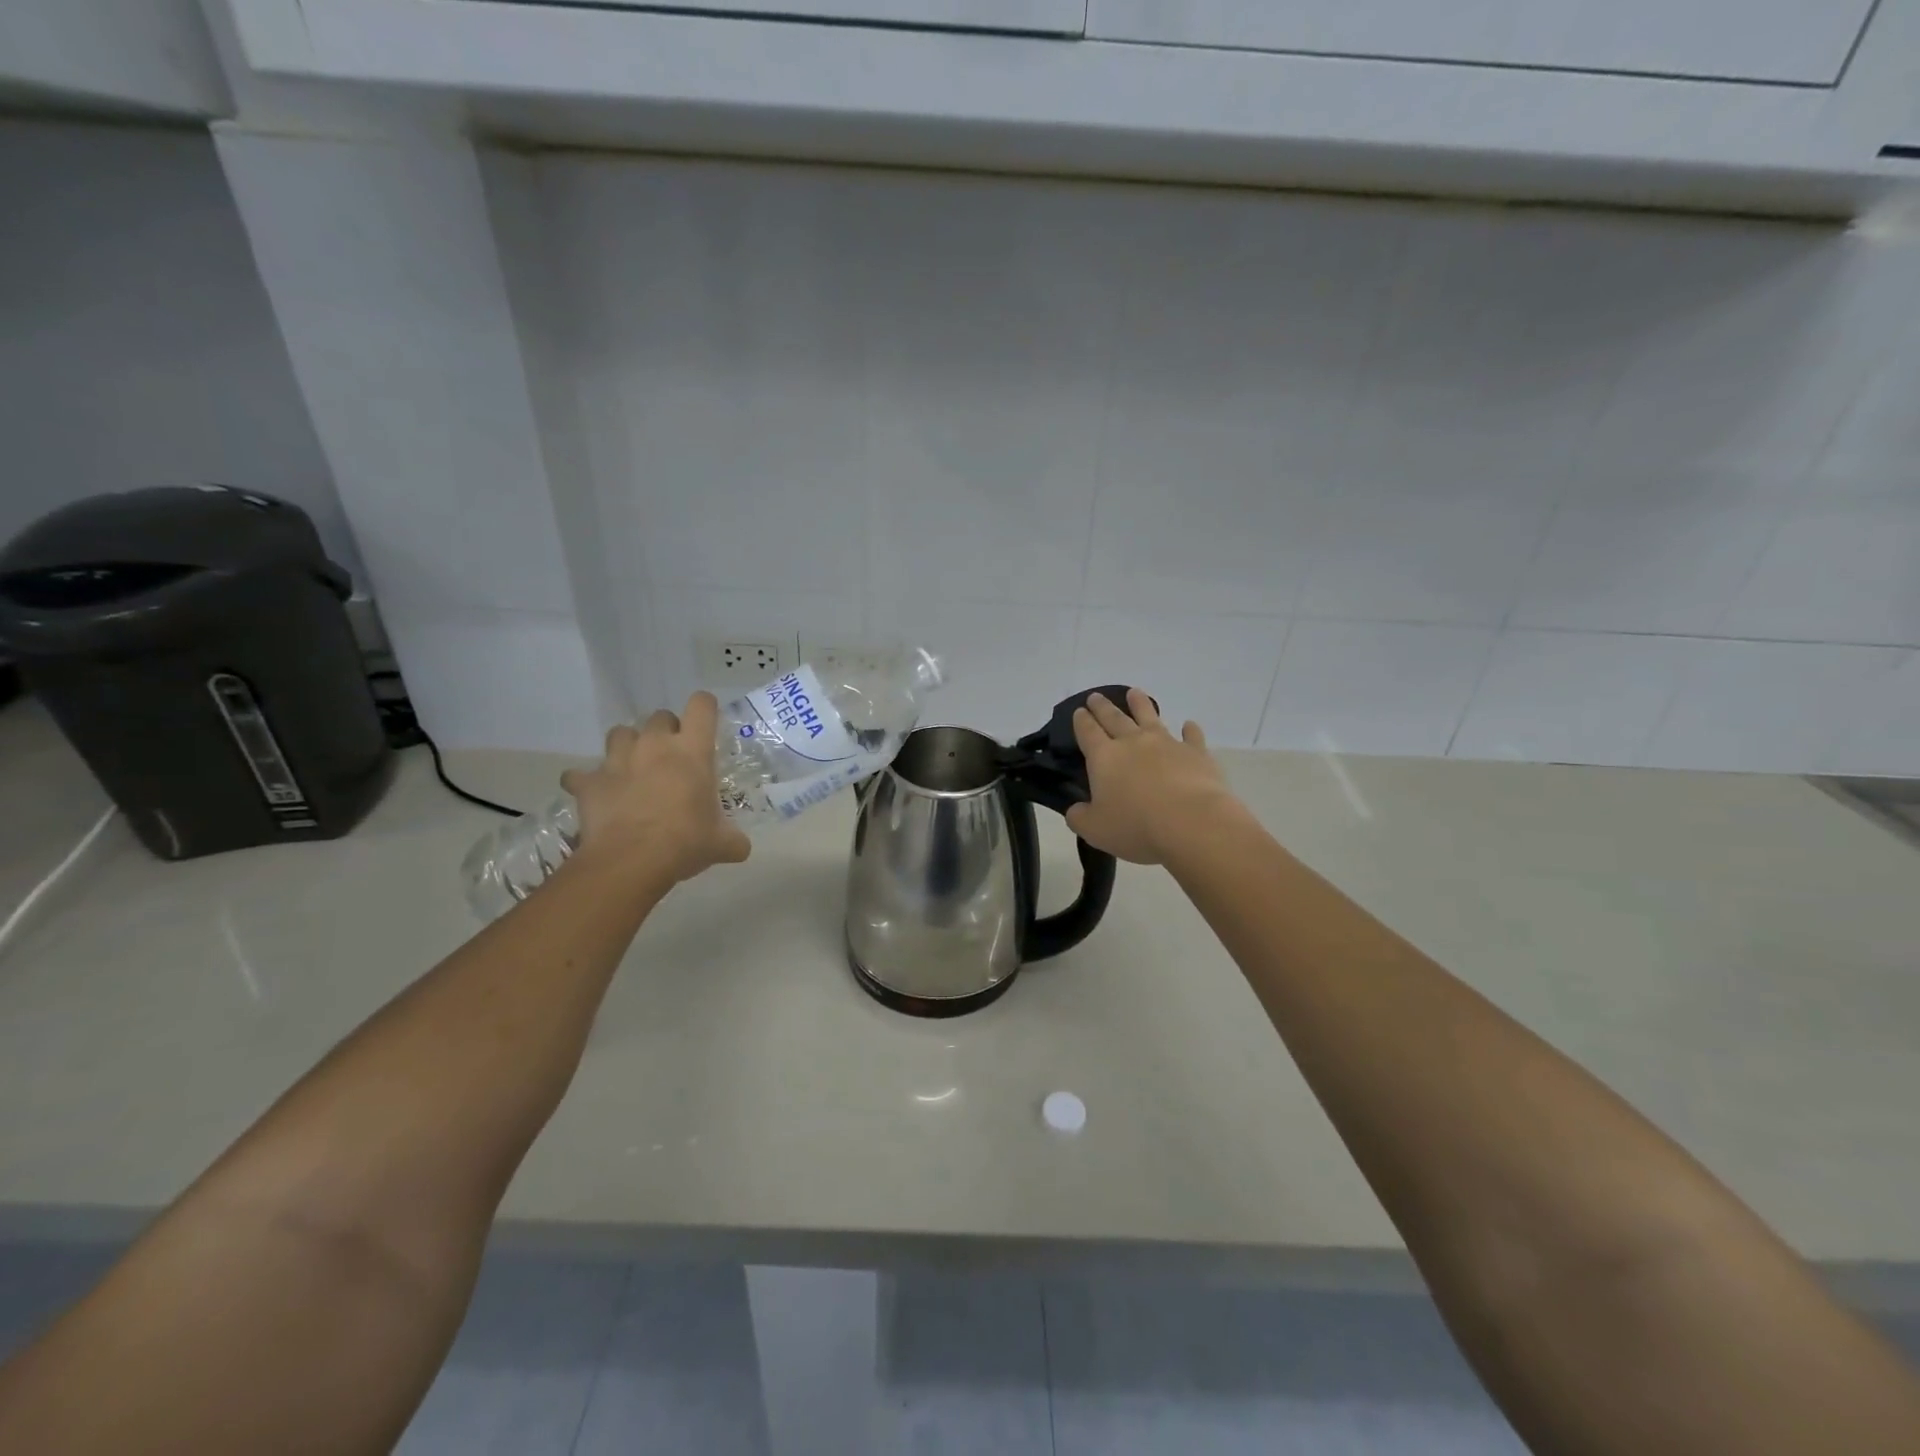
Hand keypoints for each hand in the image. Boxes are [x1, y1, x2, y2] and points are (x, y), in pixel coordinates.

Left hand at [560, 692, 751, 887]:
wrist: (631, 861)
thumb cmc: (685, 843)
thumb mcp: (722, 843)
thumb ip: (733, 839)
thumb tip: (740, 847)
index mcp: (692, 752)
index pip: (702, 706)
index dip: (705, 708)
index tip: (706, 723)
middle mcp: (654, 745)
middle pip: (660, 716)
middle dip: (666, 731)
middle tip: (671, 757)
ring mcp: (618, 760)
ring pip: (619, 733)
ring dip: (627, 746)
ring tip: (632, 768)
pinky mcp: (589, 782)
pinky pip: (580, 774)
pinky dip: (586, 781)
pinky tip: (595, 794)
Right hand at [1064, 689, 1241, 865]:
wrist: (1191, 822)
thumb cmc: (1136, 826)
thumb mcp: (1095, 830)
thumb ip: (1079, 817)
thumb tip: (1076, 809)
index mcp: (1104, 758)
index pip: (1088, 732)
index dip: (1081, 721)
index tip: (1079, 711)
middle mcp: (1133, 743)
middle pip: (1114, 718)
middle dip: (1103, 707)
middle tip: (1096, 696)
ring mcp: (1167, 744)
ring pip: (1150, 716)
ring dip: (1140, 704)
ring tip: (1135, 692)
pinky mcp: (1196, 753)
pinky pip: (1191, 736)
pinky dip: (1189, 729)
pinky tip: (1189, 724)